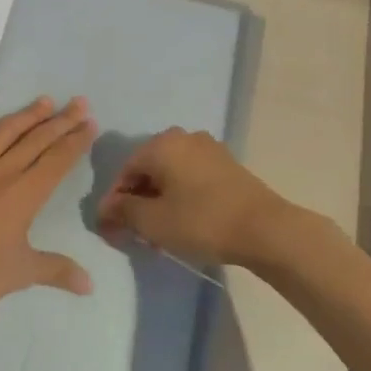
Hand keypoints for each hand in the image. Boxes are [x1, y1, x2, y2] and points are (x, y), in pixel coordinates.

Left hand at [0, 97, 96, 322]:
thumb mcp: (21, 274)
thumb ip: (57, 270)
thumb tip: (90, 285)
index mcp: (25, 194)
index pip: (57, 160)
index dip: (76, 140)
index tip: (90, 122)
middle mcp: (1, 172)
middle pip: (37, 139)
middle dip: (61, 120)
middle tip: (79, 103)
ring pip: (4, 132)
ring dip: (27, 115)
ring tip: (45, 101)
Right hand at [97, 128, 302, 270]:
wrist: (264, 228)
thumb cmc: (201, 221)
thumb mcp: (153, 221)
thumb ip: (123, 212)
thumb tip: (105, 208)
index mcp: (161, 144)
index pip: (125, 171)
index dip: (115, 202)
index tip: (112, 230)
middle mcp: (183, 137)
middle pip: (148, 170)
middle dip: (138, 202)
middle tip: (135, 234)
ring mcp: (208, 148)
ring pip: (170, 174)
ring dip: (159, 201)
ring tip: (159, 233)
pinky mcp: (226, 164)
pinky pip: (191, 177)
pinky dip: (181, 197)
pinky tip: (183, 222)